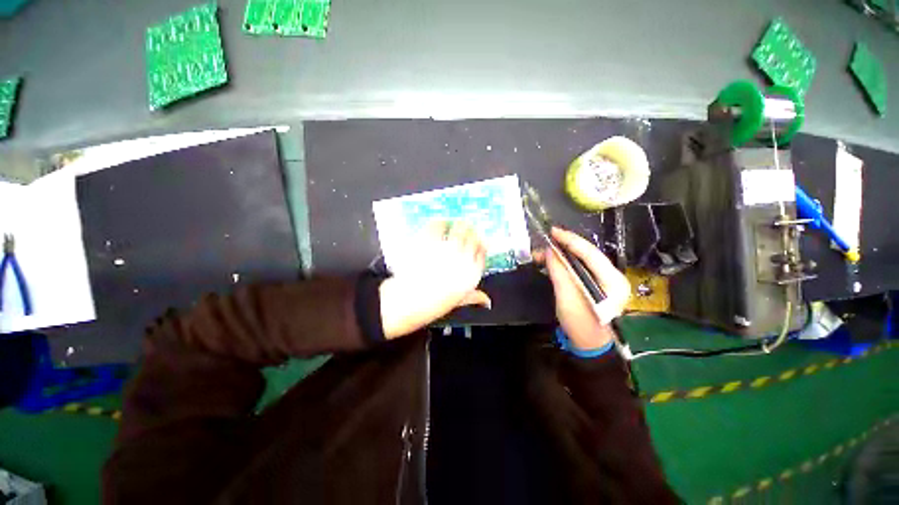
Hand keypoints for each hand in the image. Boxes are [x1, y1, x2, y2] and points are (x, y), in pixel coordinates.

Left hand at [379, 221, 490, 338]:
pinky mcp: (429, 242)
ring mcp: (445, 249)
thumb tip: (486, 301)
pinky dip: (439, 222)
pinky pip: (437, 225)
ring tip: (453, 222)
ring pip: (458, 228)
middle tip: (465, 225)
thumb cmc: (433, 304)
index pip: (482, 250)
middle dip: (470, 229)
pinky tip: (438, 222)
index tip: (476, 239)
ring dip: (457, 223)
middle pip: (472, 236)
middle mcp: (462, 258)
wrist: (408, 302)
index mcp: (471, 273)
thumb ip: (474, 297)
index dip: (480, 242)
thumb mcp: (458, 301)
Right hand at [535, 227, 629, 349]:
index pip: (590, 253)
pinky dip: (564, 264)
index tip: (553, 231)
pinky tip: (551, 263)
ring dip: (561, 256)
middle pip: (586, 254)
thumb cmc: (580, 324)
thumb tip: (550, 252)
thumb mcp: (567, 298)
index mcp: (611, 280)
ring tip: (541, 255)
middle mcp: (611, 276)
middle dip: (563, 247)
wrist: (589, 344)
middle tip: (543, 244)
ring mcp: (604, 280)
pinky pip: (579, 268)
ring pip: (581, 260)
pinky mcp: (595, 284)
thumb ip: (560, 272)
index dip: (570, 240)